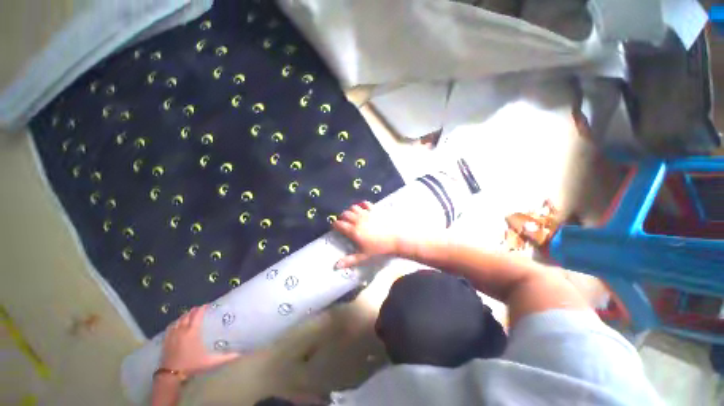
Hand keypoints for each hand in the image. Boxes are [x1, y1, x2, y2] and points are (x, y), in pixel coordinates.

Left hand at [160, 305, 238, 376]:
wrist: (171, 375)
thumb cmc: (192, 365)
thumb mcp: (211, 362)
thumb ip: (226, 357)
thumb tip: (240, 353)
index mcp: (192, 331)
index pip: (197, 314)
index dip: (203, 308)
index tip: (208, 305)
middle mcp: (182, 329)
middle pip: (188, 315)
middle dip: (194, 310)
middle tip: (201, 309)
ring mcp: (172, 334)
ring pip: (179, 319)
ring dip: (185, 315)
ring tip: (191, 315)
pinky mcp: (166, 340)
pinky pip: (171, 326)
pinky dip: (176, 322)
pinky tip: (178, 324)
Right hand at [333, 201, 398, 268]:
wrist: (396, 239)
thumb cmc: (379, 248)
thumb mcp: (363, 256)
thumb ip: (349, 260)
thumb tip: (336, 266)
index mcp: (353, 231)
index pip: (339, 224)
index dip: (335, 225)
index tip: (335, 228)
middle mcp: (358, 220)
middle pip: (344, 214)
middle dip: (342, 217)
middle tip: (344, 223)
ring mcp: (366, 213)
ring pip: (353, 207)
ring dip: (350, 210)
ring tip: (352, 216)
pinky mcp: (374, 209)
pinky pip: (365, 203)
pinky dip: (362, 205)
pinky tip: (362, 208)